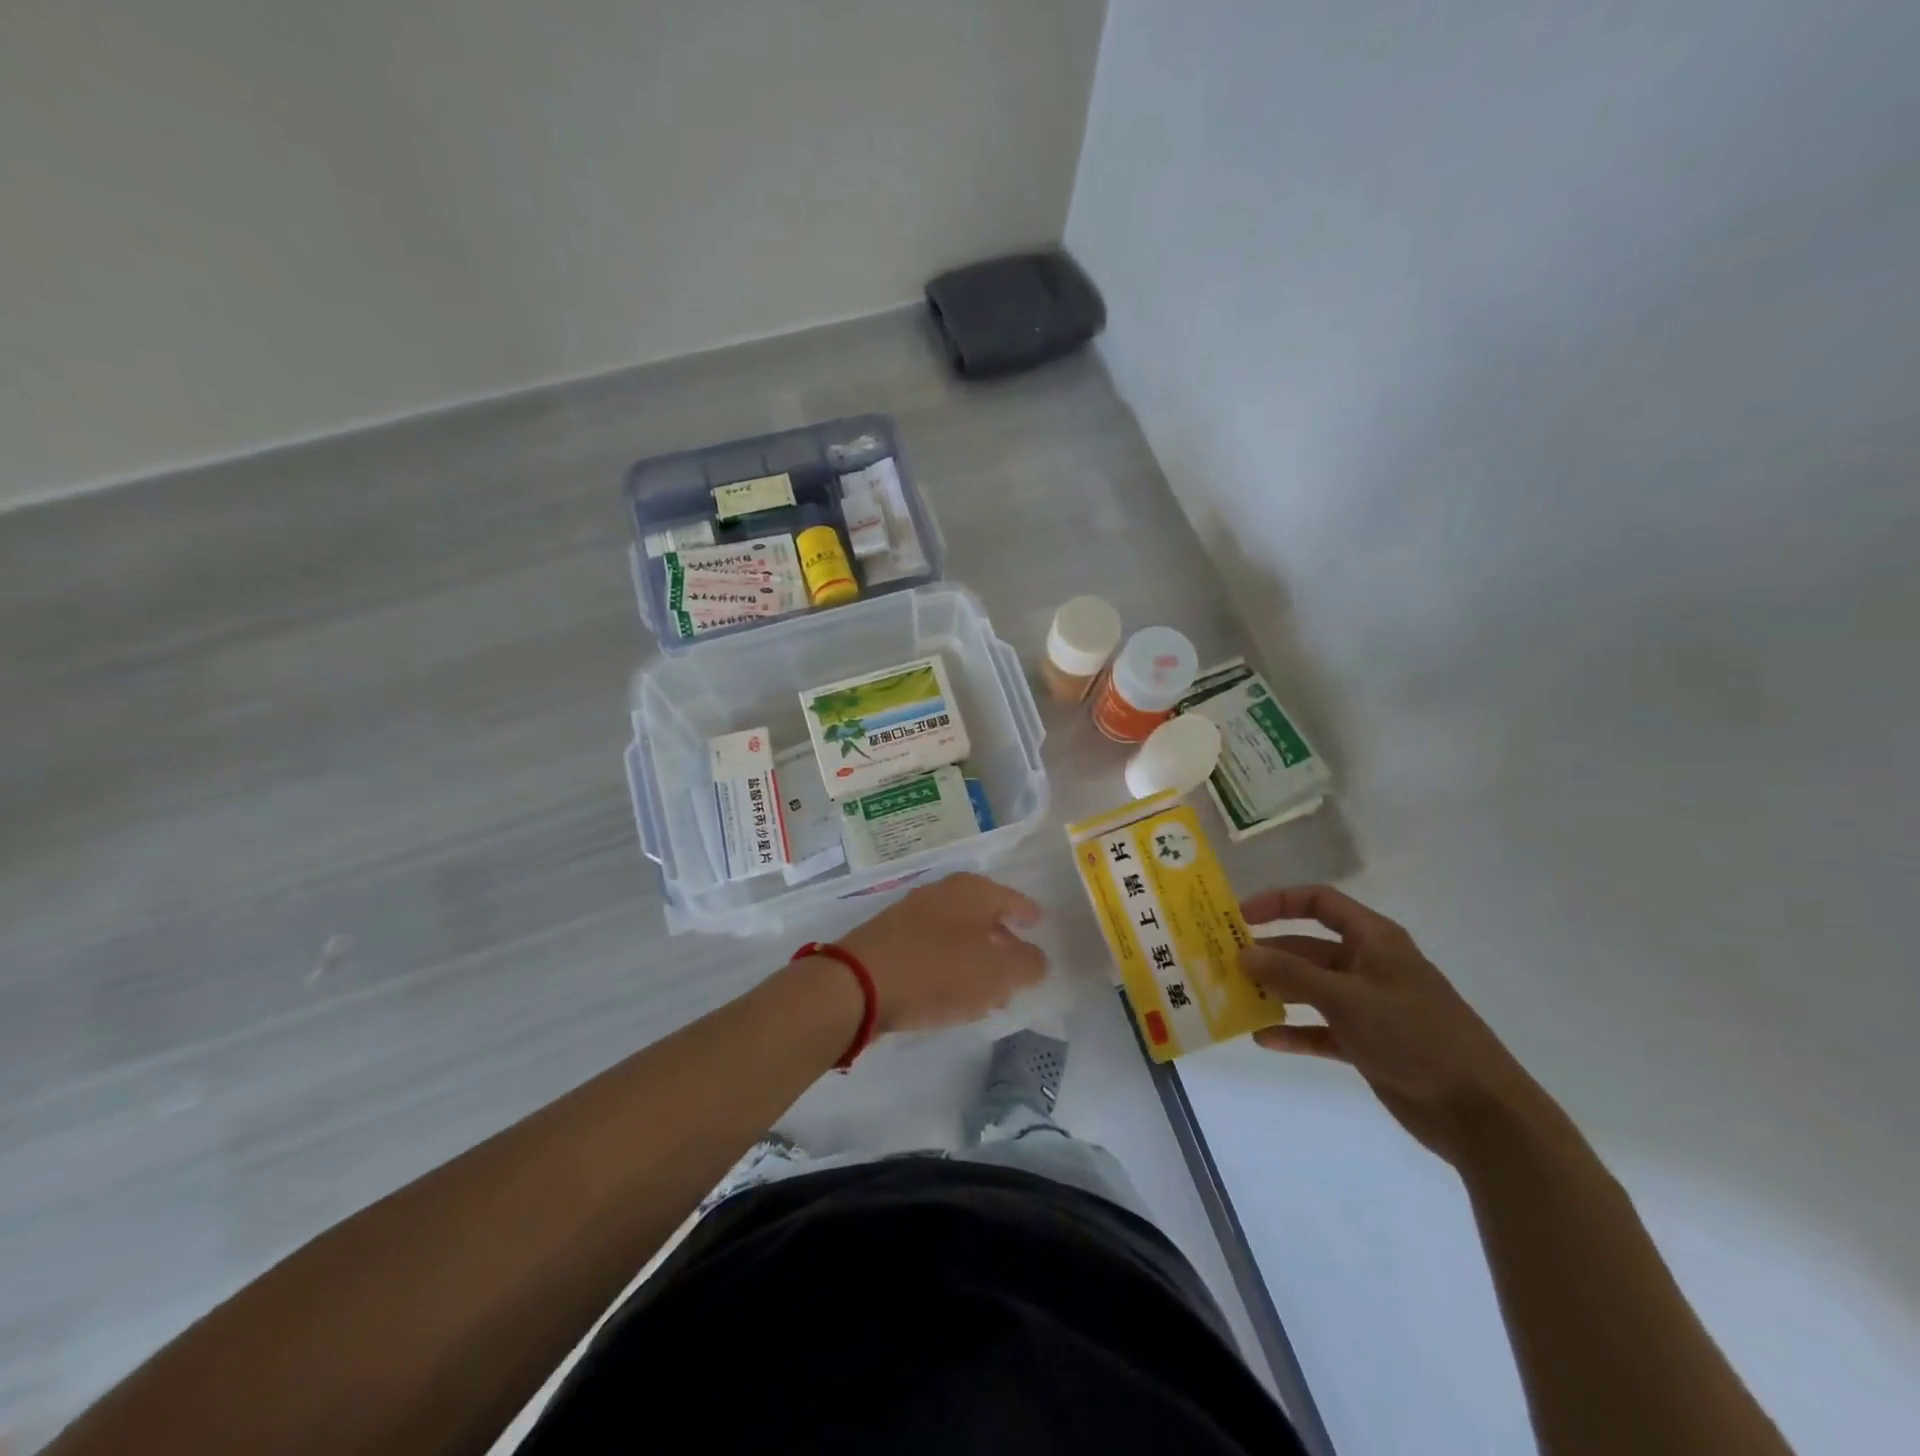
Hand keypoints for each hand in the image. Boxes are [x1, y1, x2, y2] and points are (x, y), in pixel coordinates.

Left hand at [838, 872, 1046, 1034]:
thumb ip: (1027, 964)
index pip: (1012, 899)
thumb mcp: (997, 972)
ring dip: (975, 959)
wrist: (857, 984)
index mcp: (972, 891)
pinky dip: (948, 968)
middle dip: (1002, 942)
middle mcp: (942, 893)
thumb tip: (1035, 959)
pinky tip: (952, 995)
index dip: (1028, 913)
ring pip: (957, 935)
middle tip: (1017, 968)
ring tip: (988, 992)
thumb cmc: (937, 971)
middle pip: (983, 916)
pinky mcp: (889, 940)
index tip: (1039, 925)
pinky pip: (932, 950)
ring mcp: (911, 914)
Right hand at [1238, 885, 1554, 1164]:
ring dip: (1275, 993)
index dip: (1279, 902)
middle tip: (1224, 965)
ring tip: (1235, 998)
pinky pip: (1320, 1030)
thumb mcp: (1346, 997)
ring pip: (1310, 990)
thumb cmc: (1414, 1035)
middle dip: (1268, 955)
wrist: (1480, 1112)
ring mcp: (1368, 1007)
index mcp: (1374, 940)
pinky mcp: (1368, 1044)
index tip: (1239, 916)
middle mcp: (1369, 966)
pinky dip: (1294, 1032)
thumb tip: (1243, 953)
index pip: (1320, 902)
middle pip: (1308, 948)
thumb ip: (1290, 974)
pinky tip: (1264, 1039)